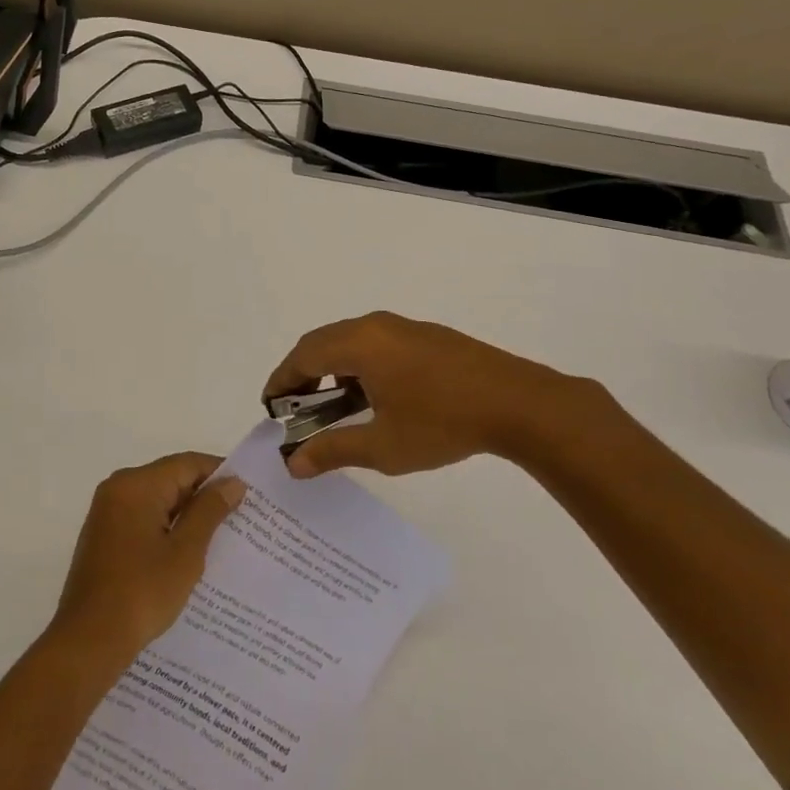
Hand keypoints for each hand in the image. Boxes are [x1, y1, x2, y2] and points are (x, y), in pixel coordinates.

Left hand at [50, 453, 246, 668]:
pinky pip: (143, 517)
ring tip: (222, 534)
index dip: (220, 473)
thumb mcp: (186, 551)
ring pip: (157, 499)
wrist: (89, 640)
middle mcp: (118, 488)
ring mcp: (107, 512)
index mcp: (136, 484)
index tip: (249, 492)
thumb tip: (232, 482)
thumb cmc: (142, 592)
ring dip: (186, 513)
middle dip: (204, 495)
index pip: (187, 464)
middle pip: (171, 478)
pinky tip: (189, 550)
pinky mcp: (104, 535)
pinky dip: (166, 526)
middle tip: (241, 514)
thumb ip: (209, 511)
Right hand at [262, 311, 617, 478]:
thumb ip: (334, 450)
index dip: (281, 380)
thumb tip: (293, 463)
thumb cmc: (443, 423)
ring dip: (332, 369)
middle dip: (302, 373)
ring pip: (350, 341)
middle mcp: (376, 326)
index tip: (270, 407)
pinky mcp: (426, 336)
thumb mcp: (383, 445)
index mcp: (359, 344)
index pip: (303, 356)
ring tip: (333, 407)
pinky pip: (376, 343)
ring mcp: (404, 328)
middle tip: (295, 408)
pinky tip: (373, 398)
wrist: (519, 404)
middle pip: (322, 342)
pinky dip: (358, 365)